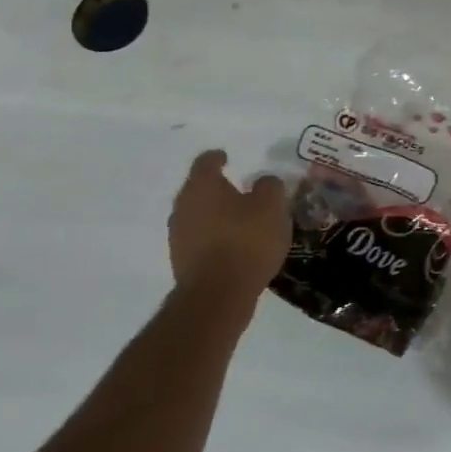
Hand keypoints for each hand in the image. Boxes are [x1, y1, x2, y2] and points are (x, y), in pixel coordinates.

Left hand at [169, 150, 290, 292]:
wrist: (218, 294)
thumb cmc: (246, 240)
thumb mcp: (272, 207)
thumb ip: (269, 187)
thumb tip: (264, 182)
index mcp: (202, 185)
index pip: (206, 161)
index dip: (217, 157)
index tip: (227, 157)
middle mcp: (183, 205)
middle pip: (199, 189)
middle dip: (217, 188)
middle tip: (239, 191)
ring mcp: (178, 234)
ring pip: (198, 215)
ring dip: (215, 215)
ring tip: (239, 221)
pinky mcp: (181, 260)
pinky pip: (199, 239)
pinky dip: (214, 237)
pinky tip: (233, 246)